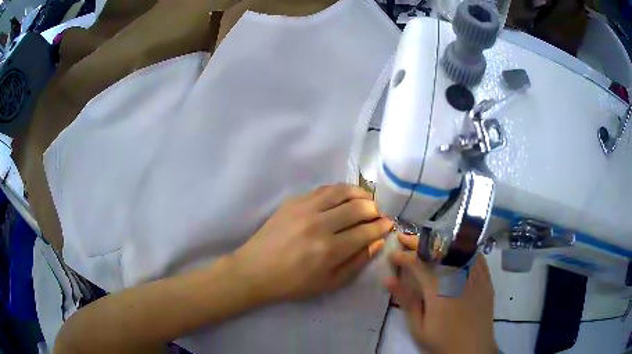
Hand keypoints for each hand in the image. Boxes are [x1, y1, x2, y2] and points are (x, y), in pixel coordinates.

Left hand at [234, 185, 392, 303]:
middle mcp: (319, 224)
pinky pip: (323, 189)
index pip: (366, 230)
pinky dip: (340, 191)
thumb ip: (357, 262)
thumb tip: (378, 241)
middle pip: (358, 207)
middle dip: (375, 209)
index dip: (382, 226)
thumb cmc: (293, 283)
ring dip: (360, 194)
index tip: (389, 224)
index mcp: (330, 250)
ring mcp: (304, 209)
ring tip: (366, 201)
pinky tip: (344, 197)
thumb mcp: (329, 283)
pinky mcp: (293, 201)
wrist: (255, 270)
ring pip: (342, 191)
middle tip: (378, 214)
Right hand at [386, 234, 496, 353]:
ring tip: (426, 242)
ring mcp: (475, 276)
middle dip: (419, 242)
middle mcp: (459, 277)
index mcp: (439, 290)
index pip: (419, 264)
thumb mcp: (419, 327)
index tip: (392, 255)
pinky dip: (462, 249)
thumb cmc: (442, 341)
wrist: (473, 349)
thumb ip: (406, 301)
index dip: (403, 257)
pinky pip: (476, 256)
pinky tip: (455, 249)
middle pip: (438, 250)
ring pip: (458, 248)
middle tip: (404, 238)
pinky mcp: (486, 279)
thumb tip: (388, 280)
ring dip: (439, 242)